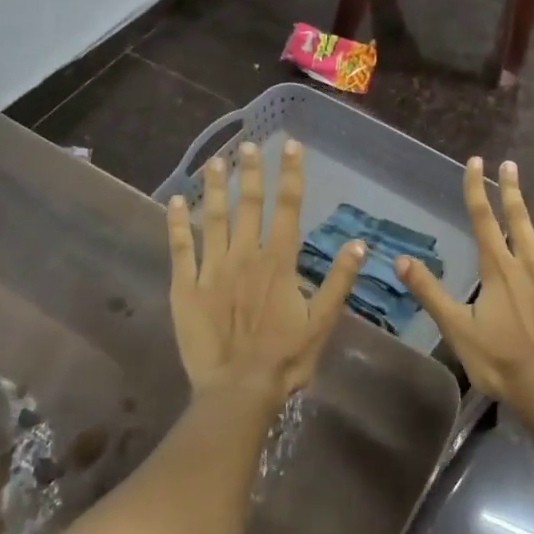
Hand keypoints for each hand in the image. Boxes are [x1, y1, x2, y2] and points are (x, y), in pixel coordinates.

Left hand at [166, 140, 363, 405]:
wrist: (237, 391)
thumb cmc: (285, 358)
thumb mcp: (322, 322)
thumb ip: (339, 280)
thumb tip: (358, 243)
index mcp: (278, 261)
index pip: (287, 206)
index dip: (290, 174)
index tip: (291, 145)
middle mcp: (245, 255)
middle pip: (249, 204)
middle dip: (251, 171)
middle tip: (248, 143)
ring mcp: (212, 268)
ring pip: (213, 217)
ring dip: (214, 187)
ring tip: (214, 160)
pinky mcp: (185, 287)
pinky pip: (180, 248)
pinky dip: (177, 223)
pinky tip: (175, 200)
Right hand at [397, 157, 533, 422]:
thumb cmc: (499, 361)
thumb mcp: (455, 328)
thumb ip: (430, 291)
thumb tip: (400, 260)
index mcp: (496, 269)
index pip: (482, 219)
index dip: (476, 188)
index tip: (475, 162)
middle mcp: (527, 262)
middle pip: (517, 217)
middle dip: (511, 188)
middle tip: (510, 162)